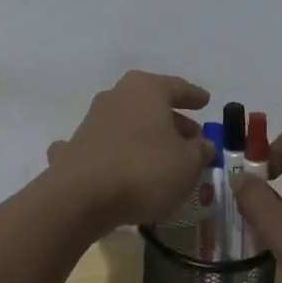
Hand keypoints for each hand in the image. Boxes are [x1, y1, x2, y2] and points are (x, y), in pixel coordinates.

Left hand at [47, 71, 215, 233]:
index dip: (193, 95)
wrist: (81, 195)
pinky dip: (116, 152)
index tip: (205, 101)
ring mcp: (93, 119)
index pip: (177, 87)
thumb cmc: (144, 170)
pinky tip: (121, 167)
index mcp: (147, 90)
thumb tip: (203, 144)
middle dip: (171, 119)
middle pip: (151, 104)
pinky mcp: (76, 146)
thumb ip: (200, 151)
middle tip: (190, 136)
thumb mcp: (187, 164)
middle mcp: (118, 96)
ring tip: (162, 156)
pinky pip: (105, 145)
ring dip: (145, 136)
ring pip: (128, 123)